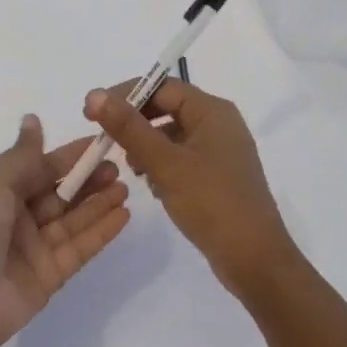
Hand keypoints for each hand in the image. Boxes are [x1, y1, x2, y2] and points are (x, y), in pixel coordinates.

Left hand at [0, 115, 131, 346]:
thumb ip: (23, 154)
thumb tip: (33, 118)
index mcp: (0, 190)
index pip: (42, 166)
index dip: (70, 155)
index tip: (101, 141)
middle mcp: (18, 215)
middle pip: (61, 191)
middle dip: (89, 178)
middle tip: (119, 167)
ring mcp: (36, 247)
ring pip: (74, 218)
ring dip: (99, 202)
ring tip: (127, 188)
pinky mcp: (51, 274)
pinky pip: (81, 247)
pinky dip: (102, 231)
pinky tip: (124, 215)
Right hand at [84, 78, 295, 298]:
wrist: (255, 260)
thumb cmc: (212, 203)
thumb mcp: (165, 163)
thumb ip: (128, 127)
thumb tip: (94, 93)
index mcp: (213, 111)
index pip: (162, 86)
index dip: (125, 95)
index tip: (92, 113)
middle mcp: (219, 123)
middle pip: (166, 108)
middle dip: (134, 123)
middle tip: (103, 140)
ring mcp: (220, 151)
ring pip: (171, 134)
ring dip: (146, 145)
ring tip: (130, 168)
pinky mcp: (217, 175)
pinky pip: (181, 157)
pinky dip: (161, 164)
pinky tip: (151, 185)